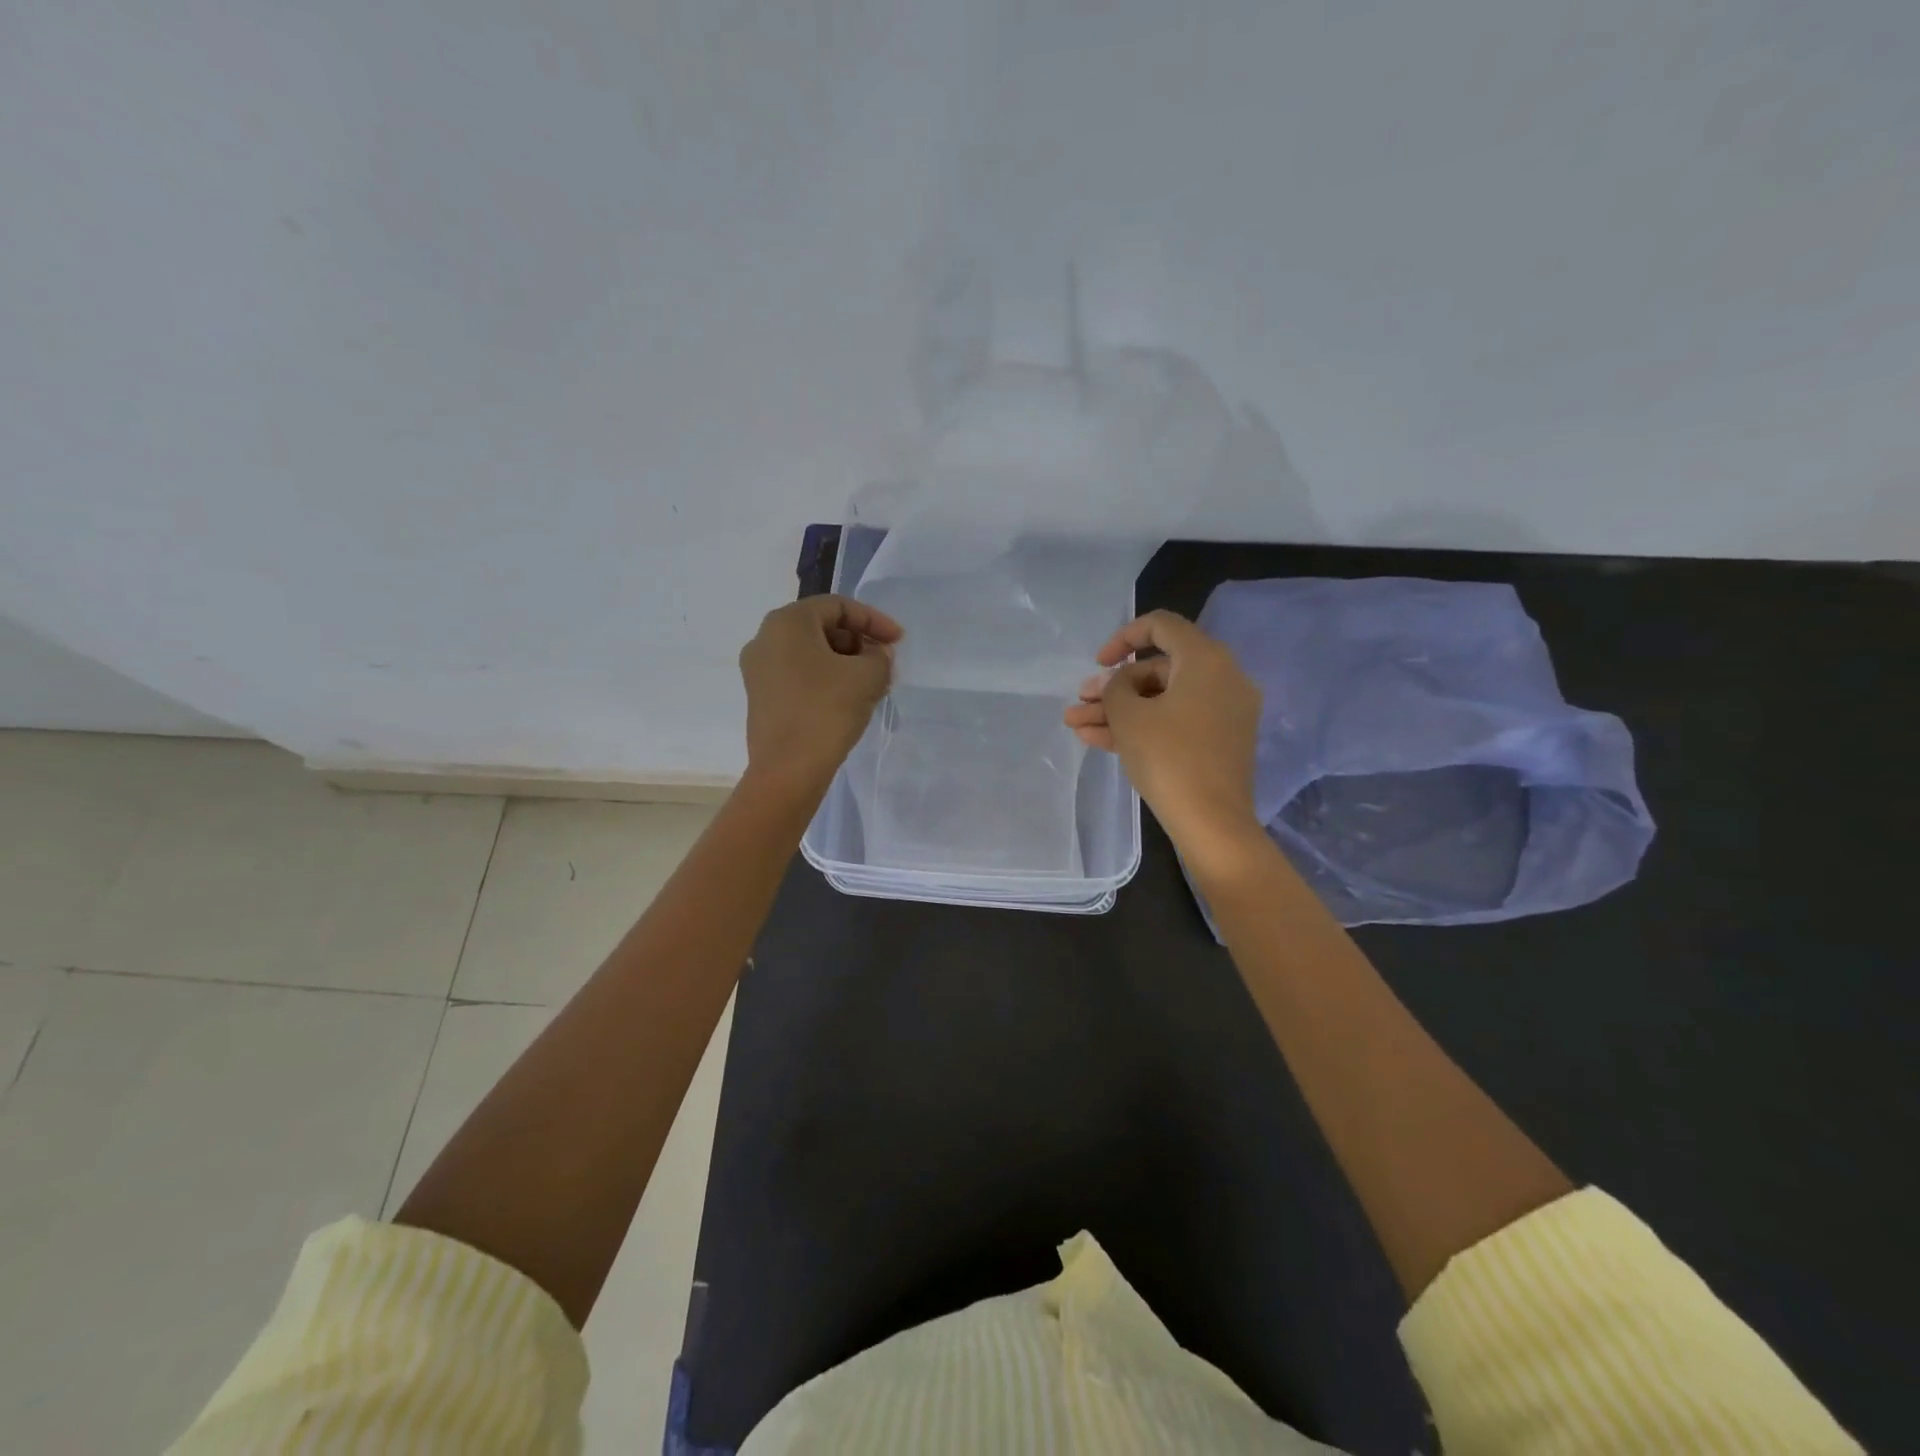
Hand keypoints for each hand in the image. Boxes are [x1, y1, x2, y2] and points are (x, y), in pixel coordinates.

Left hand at [739, 595, 902, 801]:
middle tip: (885, 664)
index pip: (838, 606)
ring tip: (872, 685)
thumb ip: (879, 655)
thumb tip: (873, 655)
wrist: (788, 770)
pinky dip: (826, 679)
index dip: (874, 620)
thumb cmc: (827, 711)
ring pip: (811, 653)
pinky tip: (848, 701)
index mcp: (787, 622)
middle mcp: (765, 638)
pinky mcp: (761, 697)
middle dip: (859, 642)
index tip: (898, 642)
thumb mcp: (868, 676)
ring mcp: (758, 670)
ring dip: (845, 663)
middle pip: (822, 627)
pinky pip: (799, 675)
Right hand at [1065, 609, 1264, 872]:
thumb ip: (1114, 688)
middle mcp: (1222, 678)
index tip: (1099, 664)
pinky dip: (1142, 727)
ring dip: (1118, 711)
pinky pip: (1176, 722)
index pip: (1161, 626)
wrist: (1212, 822)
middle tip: (1080, 704)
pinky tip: (1097, 740)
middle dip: (1113, 688)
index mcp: (1206, 659)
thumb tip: (1120, 684)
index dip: (1122, 638)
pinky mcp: (1219, 742)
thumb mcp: (1128, 716)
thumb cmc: (1169, 757)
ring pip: (1162, 701)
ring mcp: (1223, 712)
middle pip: (1158, 669)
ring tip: (1076, 726)